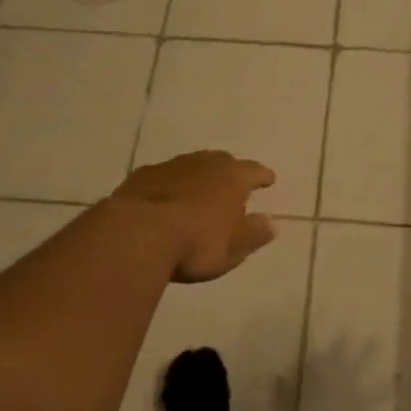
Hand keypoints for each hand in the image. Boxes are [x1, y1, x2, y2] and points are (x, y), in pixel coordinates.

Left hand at [112, 150, 277, 283]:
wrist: (138, 235)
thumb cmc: (195, 244)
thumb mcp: (233, 249)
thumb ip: (254, 234)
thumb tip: (272, 223)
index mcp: (233, 178)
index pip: (254, 171)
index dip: (263, 176)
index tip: (269, 180)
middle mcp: (205, 164)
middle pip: (223, 161)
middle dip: (230, 171)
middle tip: (232, 183)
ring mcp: (172, 166)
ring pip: (192, 165)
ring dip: (198, 175)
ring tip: (198, 190)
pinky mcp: (143, 175)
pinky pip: (164, 176)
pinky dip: (169, 184)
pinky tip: (164, 197)